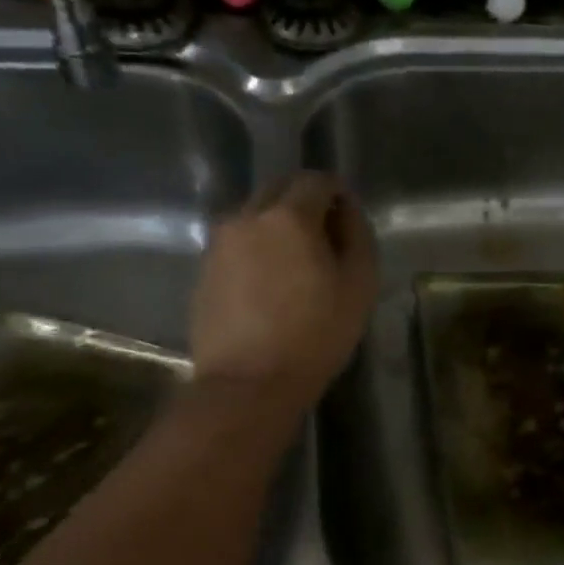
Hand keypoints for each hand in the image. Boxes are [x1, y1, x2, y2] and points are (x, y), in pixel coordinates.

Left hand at [190, 173, 378, 392]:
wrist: (248, 384)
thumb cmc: (316, 334)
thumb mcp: (359, 284)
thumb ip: (357, 235)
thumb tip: (345, 209)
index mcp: (289, 217)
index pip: (315, 179)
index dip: (337, 192)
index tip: (348, 218)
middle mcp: (248, 217)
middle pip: (279, 188)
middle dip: (305, 201)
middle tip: (326, 236)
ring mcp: (220, 242)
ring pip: (255, 213)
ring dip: (278, 223)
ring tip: (297, 261)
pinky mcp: (204, 268)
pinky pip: (238, 240)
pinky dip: (258, 246)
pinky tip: (271, 281)